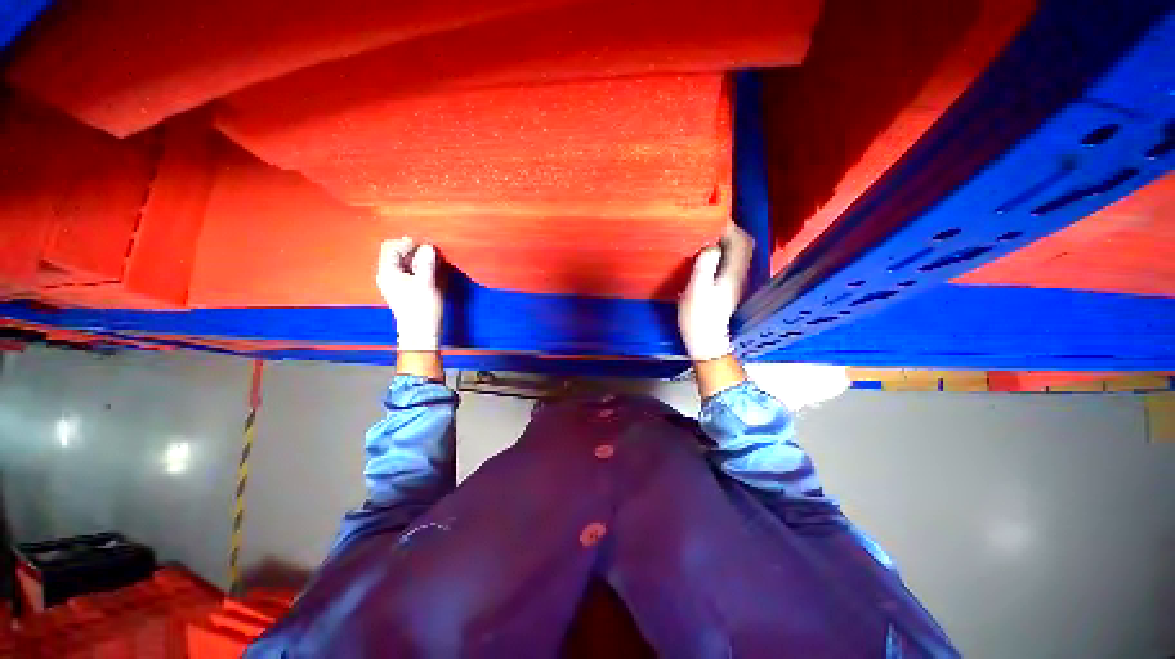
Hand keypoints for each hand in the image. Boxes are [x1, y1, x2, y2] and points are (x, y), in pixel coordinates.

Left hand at [377, 237, 442, 351]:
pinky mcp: (402, 288)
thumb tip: (428, 246)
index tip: (426, 245)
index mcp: (388, 272)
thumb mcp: (427, 282)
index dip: (408, 243)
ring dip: (416, 258)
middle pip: (395, 253)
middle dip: (412, 250)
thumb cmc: (422, 308)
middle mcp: (387, 275)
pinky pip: (407, 271)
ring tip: (431, 261)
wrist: (421, 331)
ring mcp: (394, 282)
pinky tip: (427, 271)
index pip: (391, 247)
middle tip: (429, 252)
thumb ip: (426, 262)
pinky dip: (417, 267)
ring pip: (402, 262)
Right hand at [678, 223, 754, 361]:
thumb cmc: (698, 316)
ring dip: (724, 241)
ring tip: (705, 236)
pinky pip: (729, 262)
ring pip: (736, 253)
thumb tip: (711, 245)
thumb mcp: (696, 290)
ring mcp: (734, 281)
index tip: (712, 219)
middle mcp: (739, 274)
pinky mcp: (727, 287)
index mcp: (733, 273)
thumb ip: (705, 265)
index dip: (729, 227)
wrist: (705, 340)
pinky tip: (706, 254)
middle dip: (728, 231)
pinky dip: (721, 252)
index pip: (741, 241)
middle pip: (742, 245)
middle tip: (708, 225)